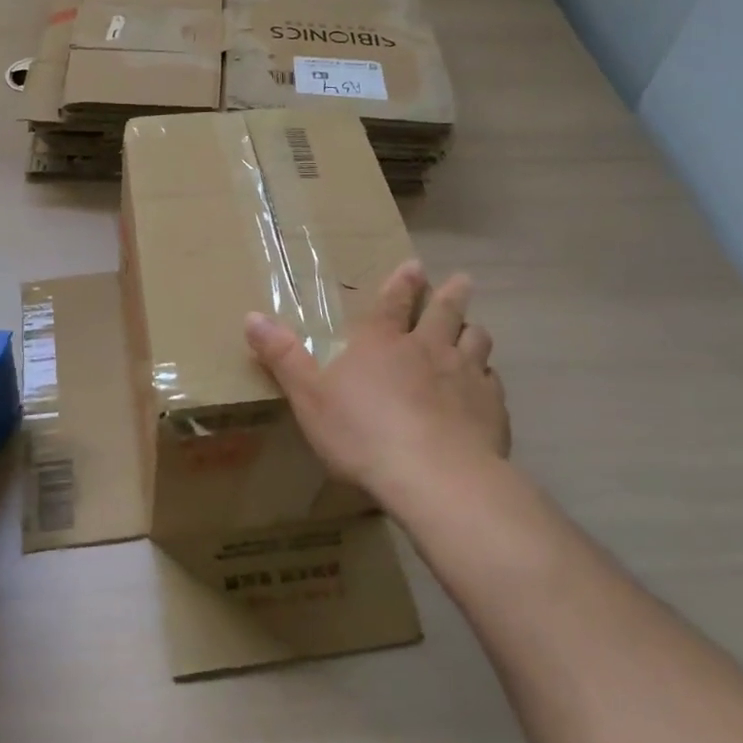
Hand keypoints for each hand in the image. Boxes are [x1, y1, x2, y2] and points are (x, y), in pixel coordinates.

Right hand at [245, 260, 509, 512]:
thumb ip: (283, 356)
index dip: (402, 283)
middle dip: (450, 294)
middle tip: (461, 280)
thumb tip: (251, 315)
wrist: (434, 476)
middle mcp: (427, 348)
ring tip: (474, 329)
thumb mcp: (309, 396)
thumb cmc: (362, 434)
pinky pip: (492, 382)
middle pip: (444, 312)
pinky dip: (487, 377)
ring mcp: (464, 375)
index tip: (415, 265)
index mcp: (382, 343)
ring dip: (473, 331)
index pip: (393, 302)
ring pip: (475, 341)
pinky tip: (485, 386)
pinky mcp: (491, 407)